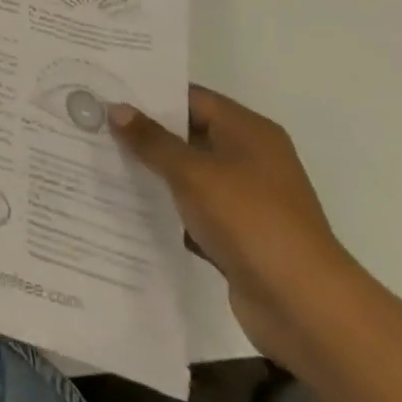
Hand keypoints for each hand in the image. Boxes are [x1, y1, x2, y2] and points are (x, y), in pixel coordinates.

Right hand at [109, 86, 363, 363]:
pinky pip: (195, 211)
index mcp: (248, 132)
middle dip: (145, 133)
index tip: (106, 91)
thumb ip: (151, 140)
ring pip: (189, 175)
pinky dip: (169, 209)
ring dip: (154, 173)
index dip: (149, 94)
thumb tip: (116, 109)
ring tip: (101, 160)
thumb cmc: (250, 221)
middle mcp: (250, 159)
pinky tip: (128, 207)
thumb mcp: (192, 172)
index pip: (190, 98)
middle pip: (188, 135)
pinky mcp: (240, 237)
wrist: (307, 309)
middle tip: (95, 123)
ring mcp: (247, 200)